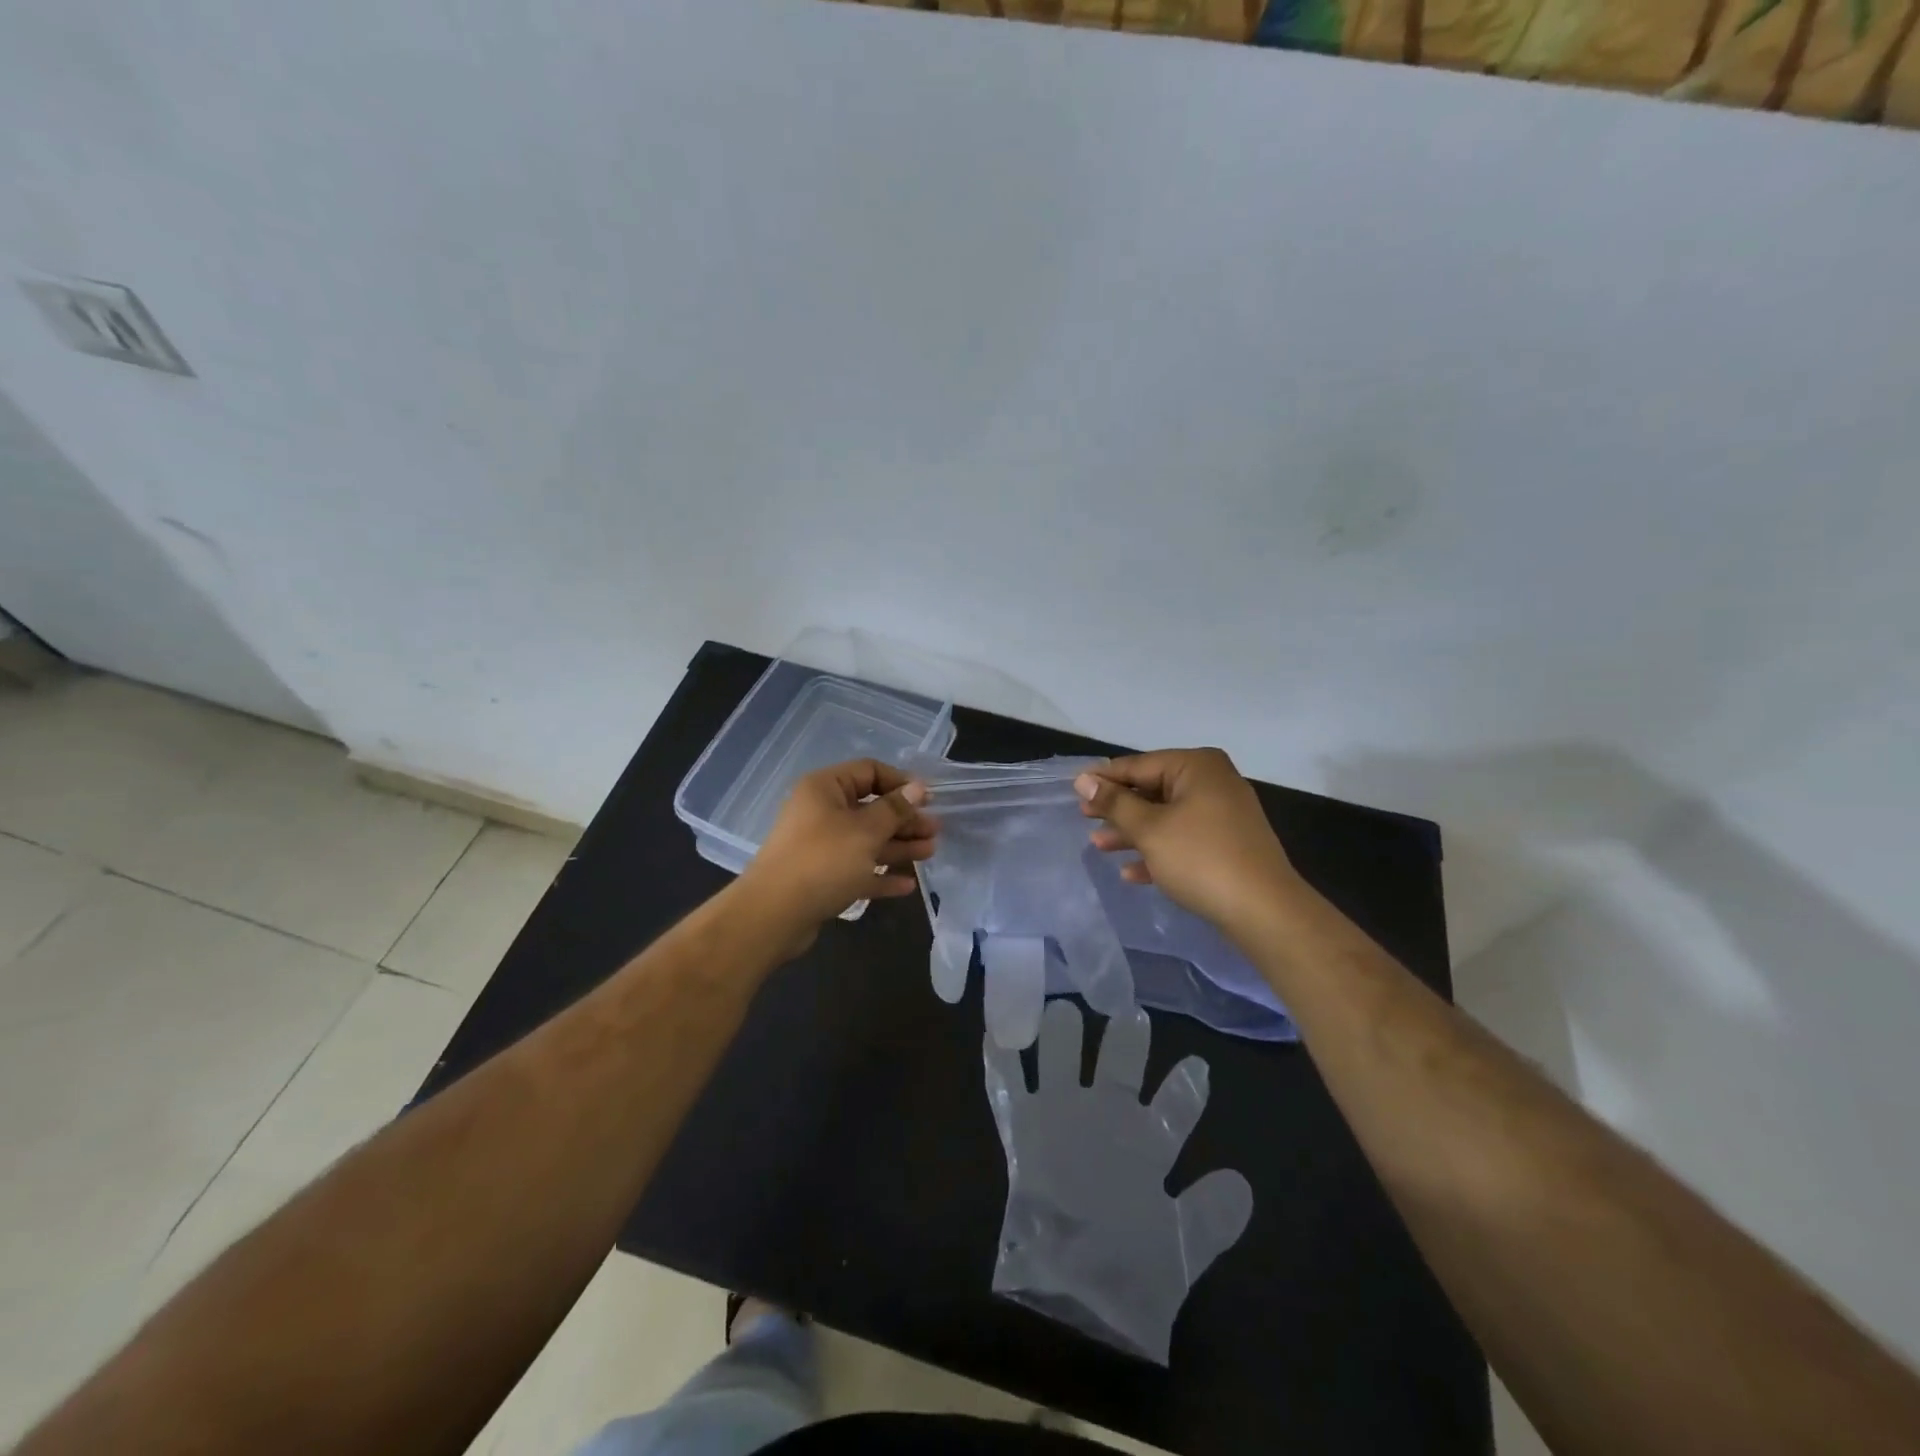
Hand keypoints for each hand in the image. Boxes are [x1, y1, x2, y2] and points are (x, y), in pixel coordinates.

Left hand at [739, 758, 937, 934]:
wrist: (774, 915)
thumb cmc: (823, 861)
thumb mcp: (865, 831)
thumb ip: (894, 809)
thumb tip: (917, 788)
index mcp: (825, 789)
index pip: (868, 771)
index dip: (900, 782)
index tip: (928, 799)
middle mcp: (821, 812)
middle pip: (871, 809)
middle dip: (904, 820)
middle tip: (935, 830)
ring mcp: (820, 847)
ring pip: (867, 841)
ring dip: (898, 846)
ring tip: (930, 853)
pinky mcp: (822, 878)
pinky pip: (857, 870)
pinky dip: (880, 874)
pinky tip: (907, 885)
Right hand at [984, 1000, 1252, 1362]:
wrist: (1069, 1301)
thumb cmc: (1128, 1274)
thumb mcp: (1179, 1249)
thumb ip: (1209, 1217)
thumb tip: (1243, 1183)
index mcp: (1145, 1146)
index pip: (1172, 1109)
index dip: (1185, 1089)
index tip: (1199, 1065)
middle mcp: (1104, 1122)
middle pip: (1116, 1071)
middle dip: (1123, 1044)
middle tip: (1130, 1014)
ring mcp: (1061, 1121)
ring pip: (1060, 1065)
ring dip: (1059, 1039)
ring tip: (1062, 1009)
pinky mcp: (1023, 1131)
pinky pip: (1007, 1090)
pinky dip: (1000, 1063)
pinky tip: (996, 1035)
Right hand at [1075, 748, 1300, 936]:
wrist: (1264, 911)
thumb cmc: (1201, 858)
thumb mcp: (1149, 829)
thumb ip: (1115, 803)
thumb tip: (1084, 780)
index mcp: (1196, 767)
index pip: (1139, 765)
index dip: (1104, 778)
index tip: (1074, 790)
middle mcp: (1213, 782)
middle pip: (1152, 790)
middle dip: (1118, 808)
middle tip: (1084, 818)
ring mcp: (1223, 814)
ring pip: (1166, 817)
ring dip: (1132, 832)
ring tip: (1099, 846)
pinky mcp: (1227, 845)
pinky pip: (1183, 839)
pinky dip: (1158, 851)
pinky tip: (1131, 873)